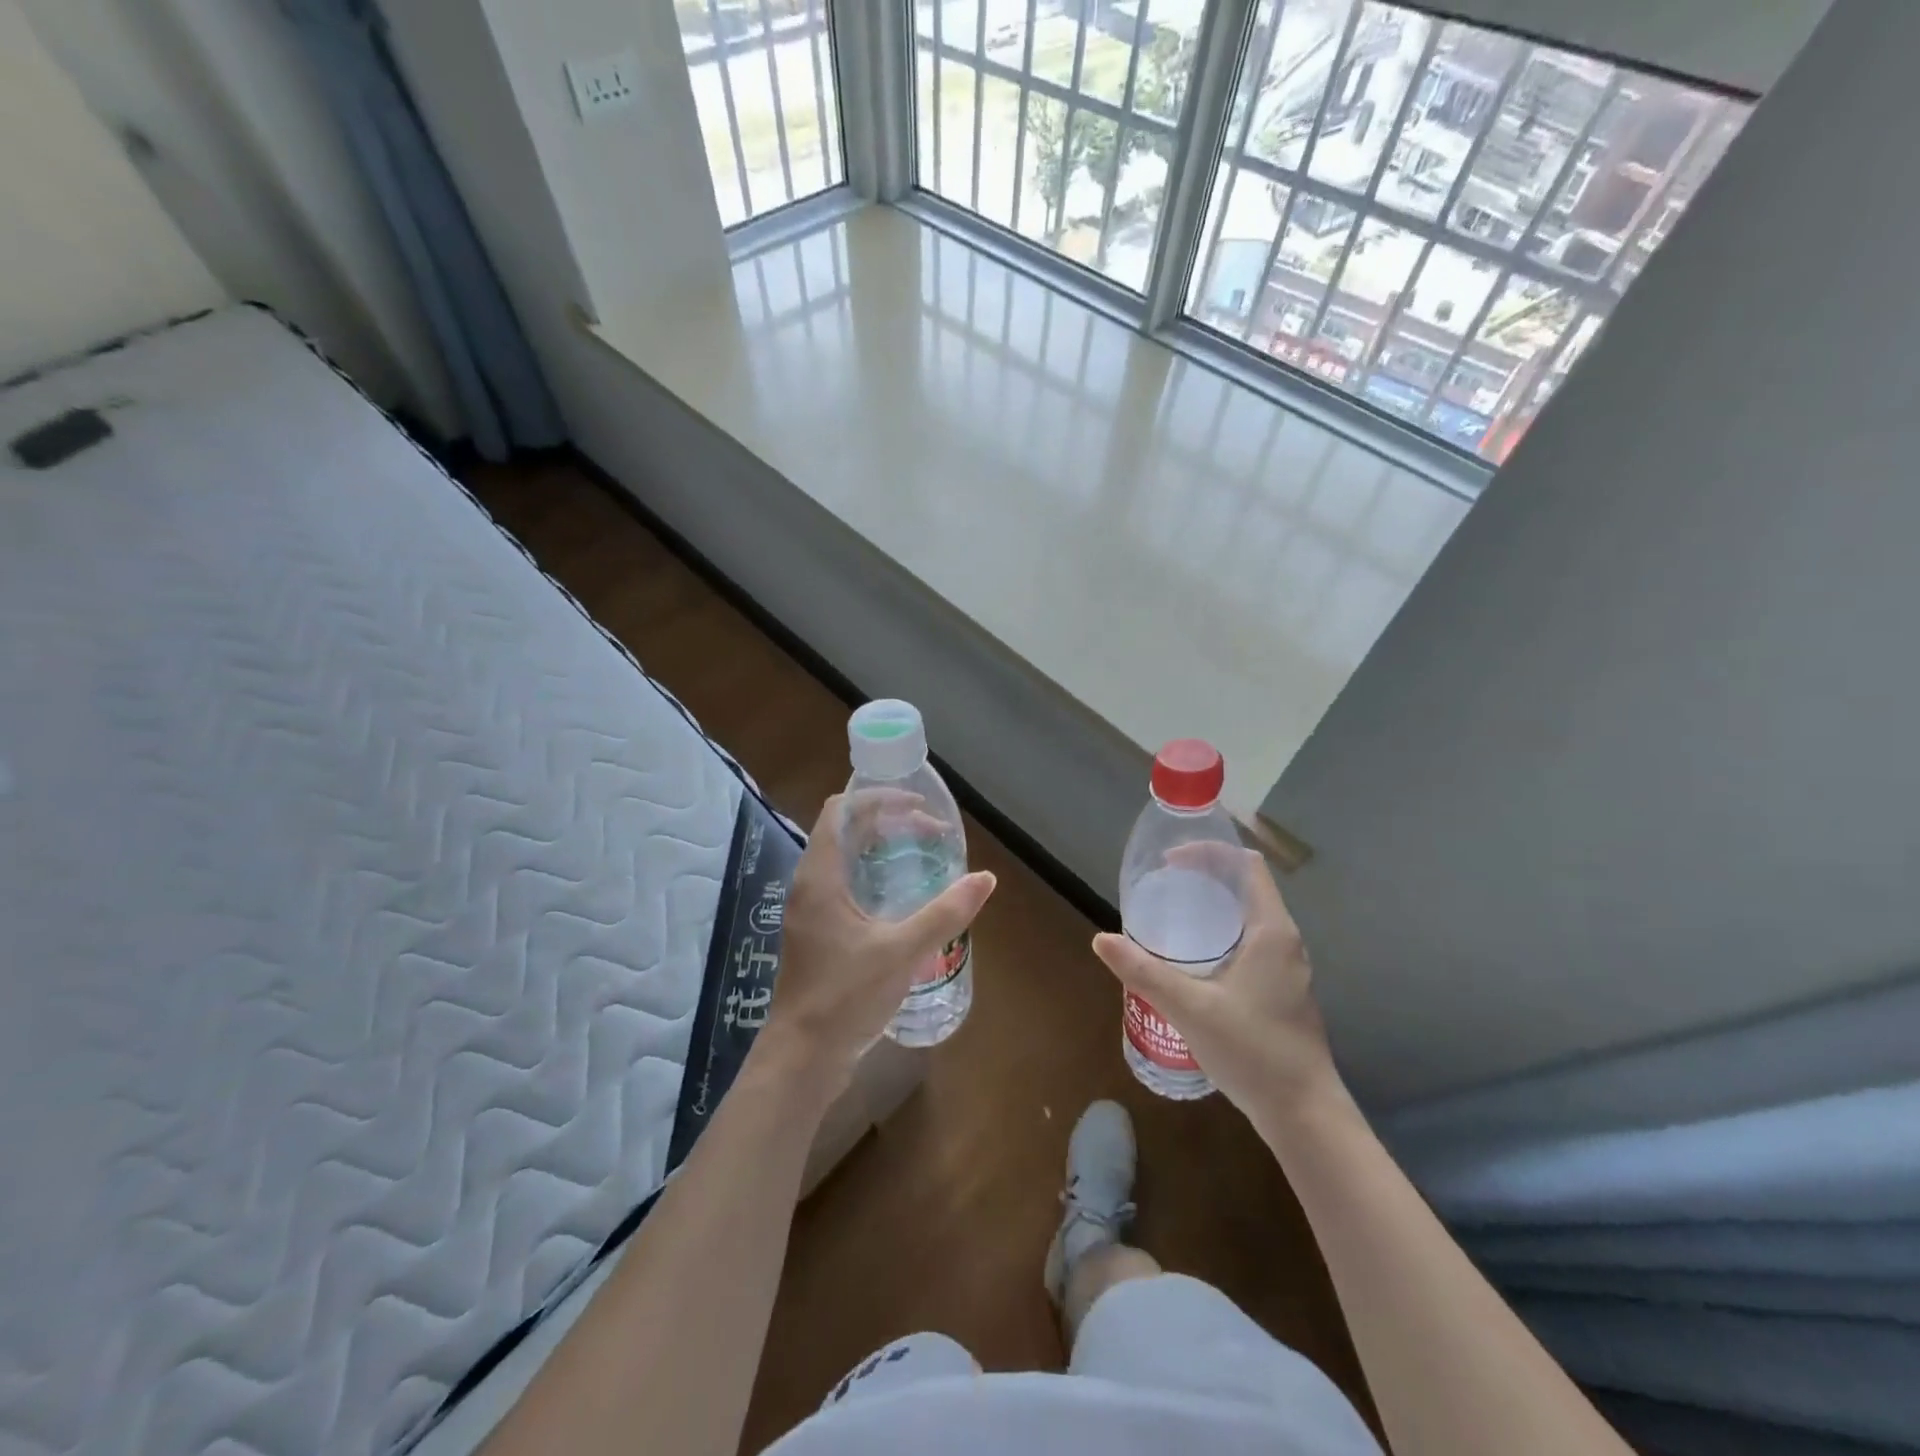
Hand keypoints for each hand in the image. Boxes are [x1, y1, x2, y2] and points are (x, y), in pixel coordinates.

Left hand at [754, 793, 995, 1097]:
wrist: (803, 1058)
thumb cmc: (846, 998)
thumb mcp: (902, 951)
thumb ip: (945, 913)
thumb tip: (985, 878)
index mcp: (820, 877)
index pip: (842, 811)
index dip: (878, 799)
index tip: (919, 807)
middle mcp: (809, 885)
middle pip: (845, 832)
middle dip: (887, 823)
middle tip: (930, 834)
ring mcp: (810, 911)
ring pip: (845, 859)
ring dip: (880, 850)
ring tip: (921, 857)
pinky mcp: (817, 934)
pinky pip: (845, 886)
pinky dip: (873, 876)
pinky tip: (902, 899)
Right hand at [1093, 850, 1339, 1117]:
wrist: (1304, 1115)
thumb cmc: (1253, 1051)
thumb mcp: (1190, 1008)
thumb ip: (1145, 972)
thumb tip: (1101, 939)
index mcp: (1271, 930)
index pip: (1246, 865)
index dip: (1209, 852)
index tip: (1170, 861)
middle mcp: (1284, 941)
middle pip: (1246, 887)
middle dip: (1205, 877)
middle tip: (1163, 887)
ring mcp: (1287, 968)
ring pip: (1248, 917)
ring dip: (1213, 907)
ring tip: (1171, 918)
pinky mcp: (1281, 990)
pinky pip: (1250, 942)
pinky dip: (1221, 934)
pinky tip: (1193, 961)